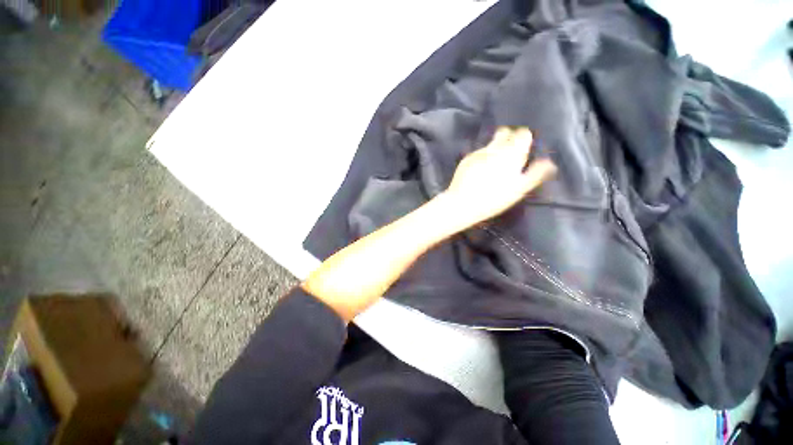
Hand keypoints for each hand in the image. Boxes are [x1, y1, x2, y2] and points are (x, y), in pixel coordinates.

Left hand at [440, 127, 555, 227]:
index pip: (522, 134)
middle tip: (509, 155)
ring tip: (493, 167)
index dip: (524, 140)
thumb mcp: (518, 189)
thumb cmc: (493, 198)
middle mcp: (494, 148)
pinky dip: (482, 158)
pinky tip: (480, 172)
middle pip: (505, 133)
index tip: (523, 150)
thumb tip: (549, 162)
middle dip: (509, 139)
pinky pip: (478, 153)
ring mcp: (478, 152)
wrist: (462, 203)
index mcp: (510, 153)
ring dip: (495, 149)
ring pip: (491, 143)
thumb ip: (535, 173)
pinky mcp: (466, 159)